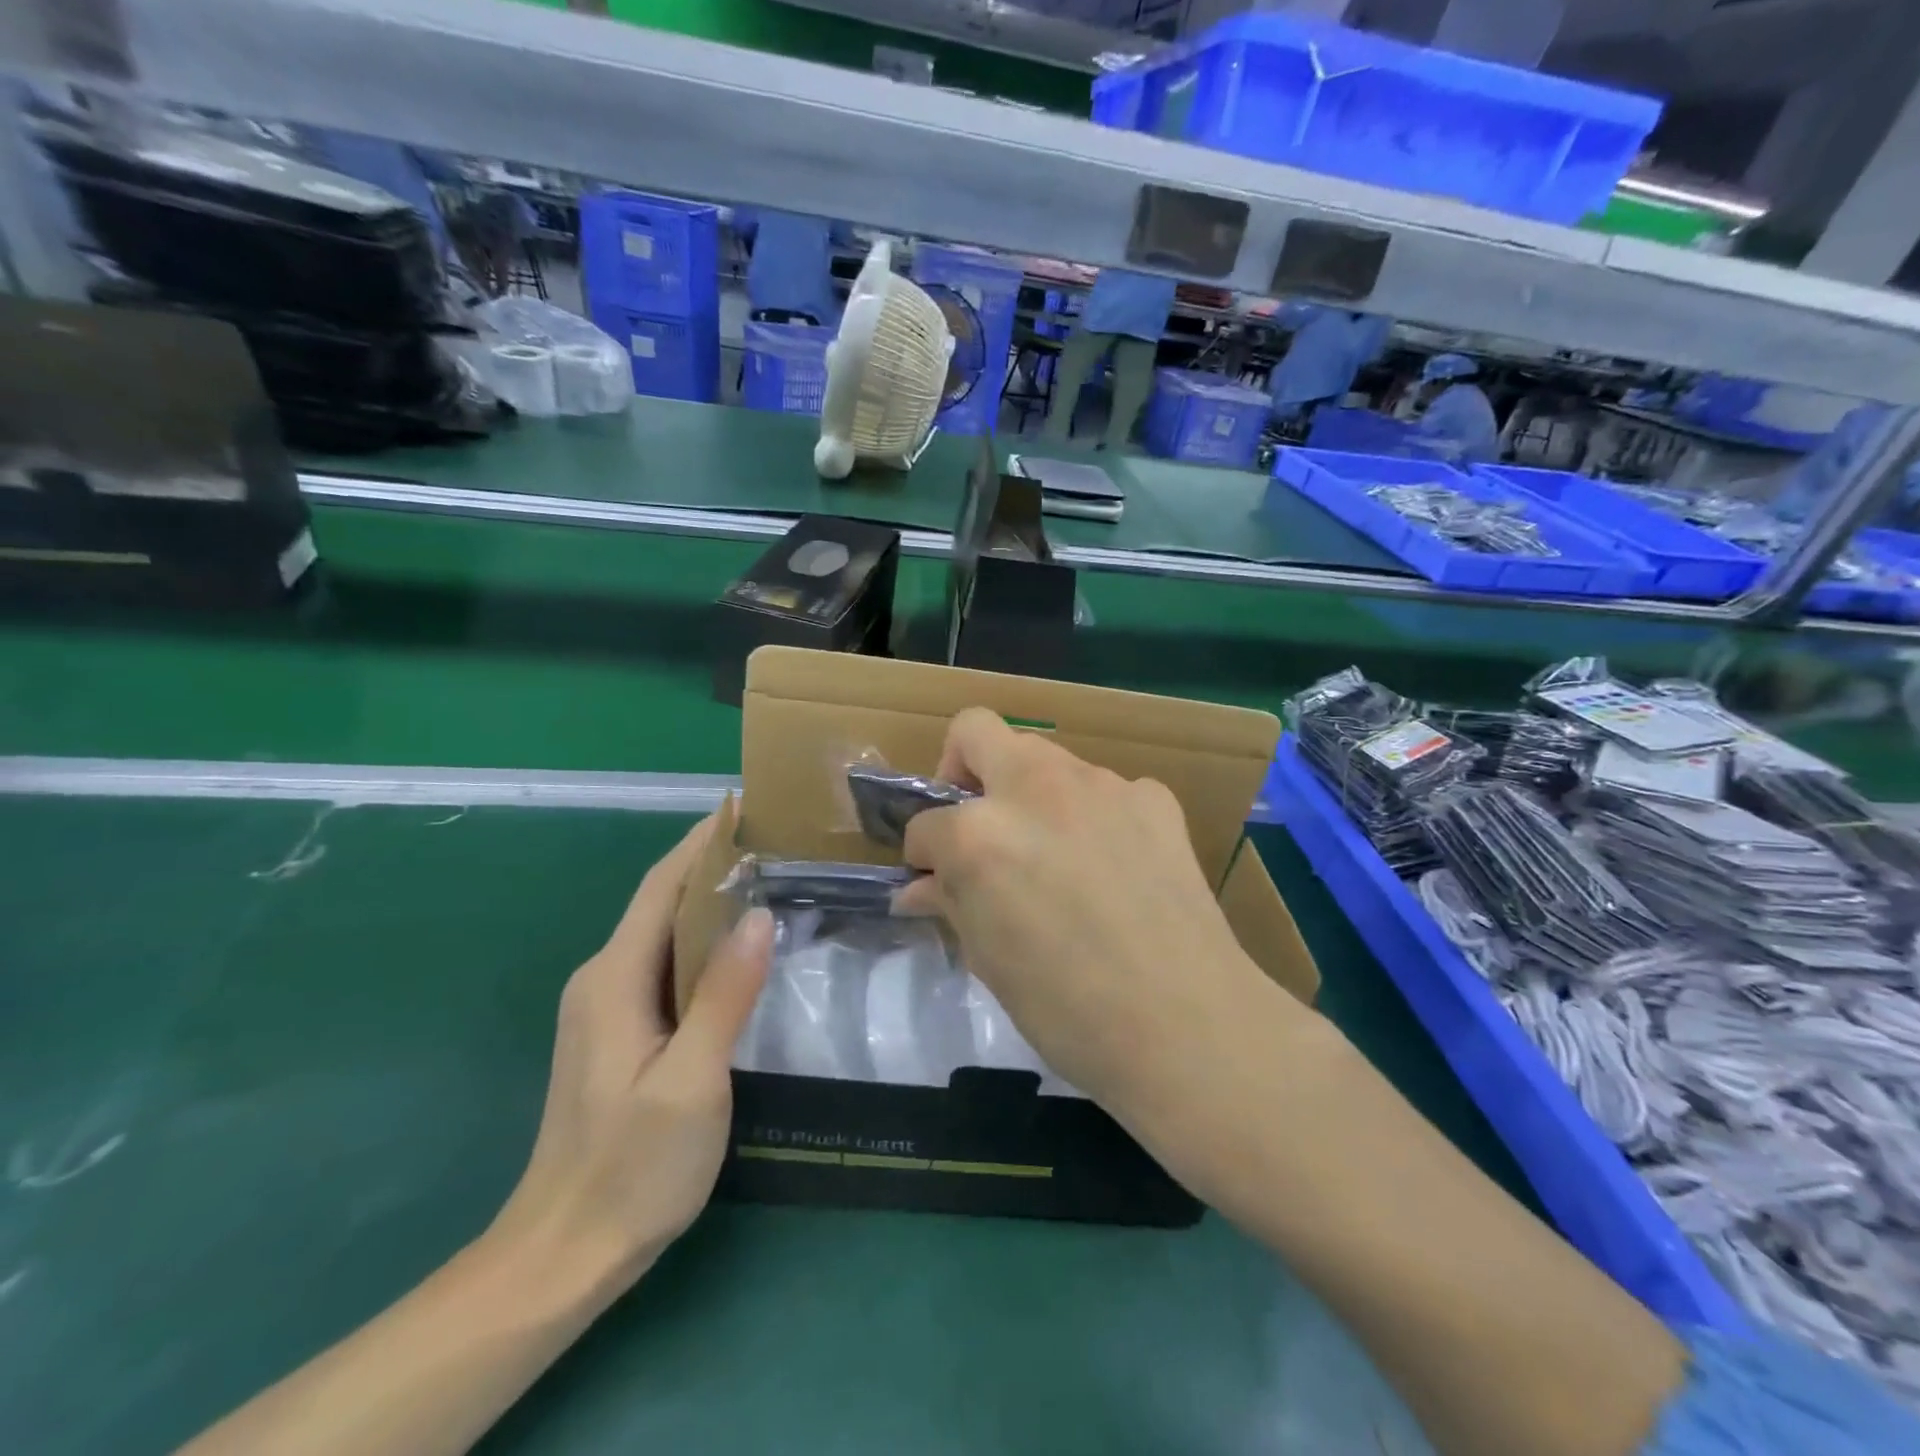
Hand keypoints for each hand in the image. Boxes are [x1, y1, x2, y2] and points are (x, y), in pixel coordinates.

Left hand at [488, 816, 772, 1300]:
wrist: (563, 1254)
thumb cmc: (632, 1167)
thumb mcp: (692, 1080)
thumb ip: (724, 994)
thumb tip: (760, 915)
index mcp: (614, 978)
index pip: (662, 886)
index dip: (702, 841)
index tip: (747, 805)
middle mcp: (604, 979)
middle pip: (662, 902)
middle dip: (714, 864)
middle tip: (778, 841)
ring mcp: (607, 1007)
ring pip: (665, 934)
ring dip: (711, 902)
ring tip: (772, 881)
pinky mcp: (620, 1032)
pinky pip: (666, 965)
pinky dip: (704, 942)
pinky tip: (742, 949)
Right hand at [898, 709, 1296, 1122]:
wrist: (1188, 1025)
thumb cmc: (1068, 1010)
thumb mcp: (989, 960)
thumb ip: (950, 904)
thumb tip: (917, 889)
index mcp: (980, 833)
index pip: (926, 824)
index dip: (923, 856)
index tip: (935, 882)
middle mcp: (1035, 787)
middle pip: (976, 732)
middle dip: (962, 774)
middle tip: (978, 828)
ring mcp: (1101, 783)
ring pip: (1044, 759)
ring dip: (1030, 796)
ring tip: (1054, 856)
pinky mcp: (1153, 796)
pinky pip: (1105, 791)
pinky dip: (1093, 817)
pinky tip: (1112, 867)